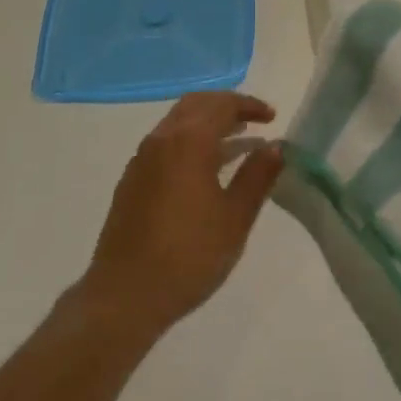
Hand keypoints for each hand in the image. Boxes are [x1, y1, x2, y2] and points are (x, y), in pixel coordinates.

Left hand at [79, 92, 283, 336]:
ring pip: (177, 122)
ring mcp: (141, 159)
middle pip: (196, 104)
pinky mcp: (131, 180)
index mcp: (189, 142)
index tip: (272, 117)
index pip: (223, 105)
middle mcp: (161, 139)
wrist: (125, 295)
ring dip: (207, 123)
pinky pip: (165, 143)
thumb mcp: (235, 217)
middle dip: (226, 106)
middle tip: (254, 121)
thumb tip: (275, 146)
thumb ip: (258, 176)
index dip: (250, 106)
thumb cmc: (189, 255)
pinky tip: (204, 169)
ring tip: (236, 142)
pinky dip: (189, 140)